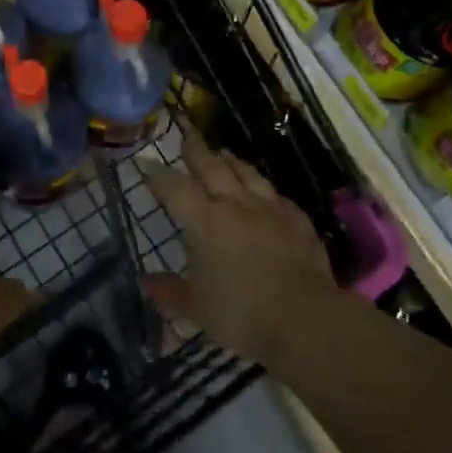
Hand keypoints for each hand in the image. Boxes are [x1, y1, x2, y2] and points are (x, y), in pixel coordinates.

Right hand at [144, 130, 338, 365]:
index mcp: (205, 221)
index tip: (145, 163)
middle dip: (195, 149)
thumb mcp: (196, 309)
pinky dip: (263, 188)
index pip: (175, 188)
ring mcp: (269, 209)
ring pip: (246, 173)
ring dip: (230, 160)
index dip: (158, 175)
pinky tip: (264, 192)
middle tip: (186, 134)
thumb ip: (170, 292)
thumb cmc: (242, 313)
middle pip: (211, 167)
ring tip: (222, 152)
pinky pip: (275, 195)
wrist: (306, 319)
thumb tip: (146, 282)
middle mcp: (235, 204)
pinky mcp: (297, 220)